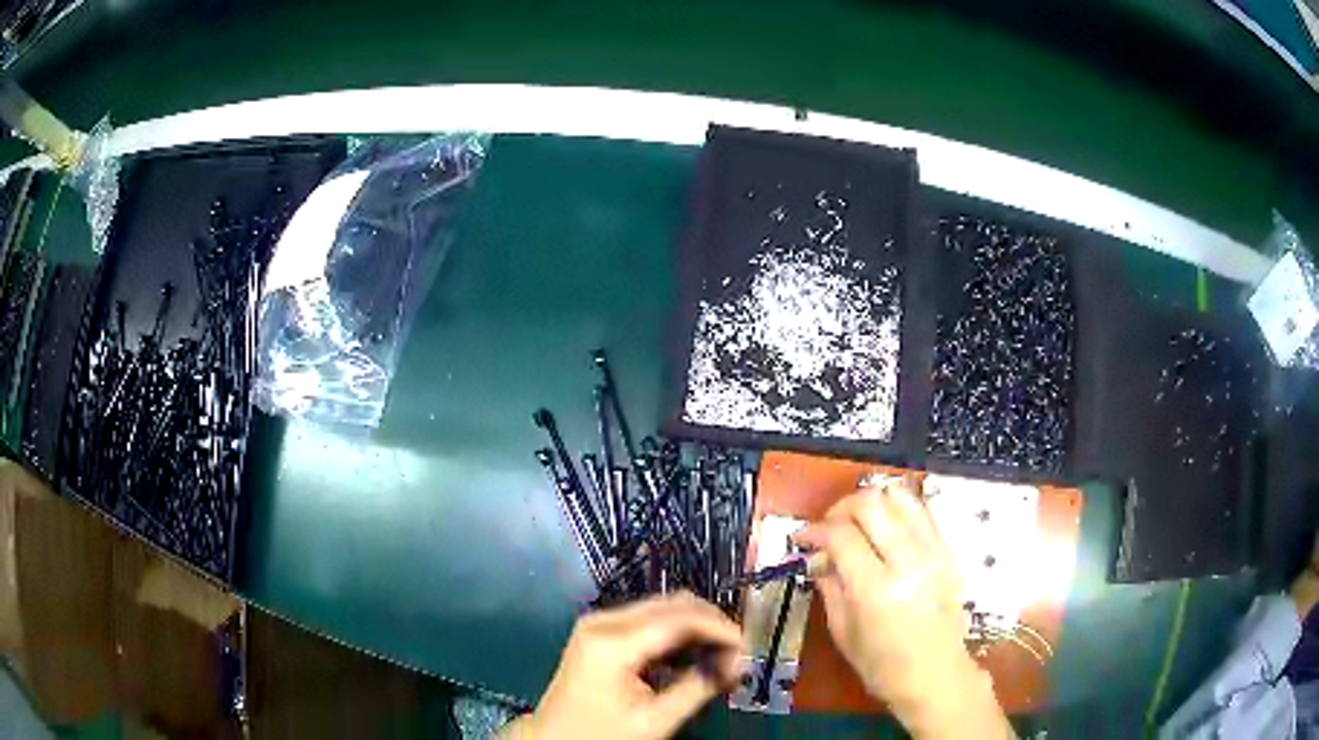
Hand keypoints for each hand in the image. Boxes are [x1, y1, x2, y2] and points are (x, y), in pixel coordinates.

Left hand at [501, 592, 742, 739]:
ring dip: (696, 627)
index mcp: (612, 642)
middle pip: (674, 604)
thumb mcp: (654, 720)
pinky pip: (649, 618)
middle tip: (736, 657)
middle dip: (711, 625)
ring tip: (718, 658)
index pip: (681, 618)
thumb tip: (737, 665)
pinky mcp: (600, 629)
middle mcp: (603, 620)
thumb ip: (698, 689)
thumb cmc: (602, 734)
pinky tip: (690, 657)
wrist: (554, 737)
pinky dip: (676, 632)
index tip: (747, 649)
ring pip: (664, 607)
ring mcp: (599, 621)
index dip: (721, 628)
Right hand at [794, 482, 1012, 738]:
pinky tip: (885, 530)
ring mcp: (933, 551)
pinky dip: (897, 510)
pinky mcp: (947, 550)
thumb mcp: (843, 631)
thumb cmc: (884, 666)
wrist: (937, 675)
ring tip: (857, 523)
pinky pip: (920, 510)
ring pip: (899, 496)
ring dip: (872, 503)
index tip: (803, 538)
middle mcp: (908, 561)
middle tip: (829, 527)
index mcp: (876, 589)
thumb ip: (829, 585)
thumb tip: (817, 555)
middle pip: (871, 503)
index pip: (841, 535)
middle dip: (841, 508)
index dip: (815, 530)